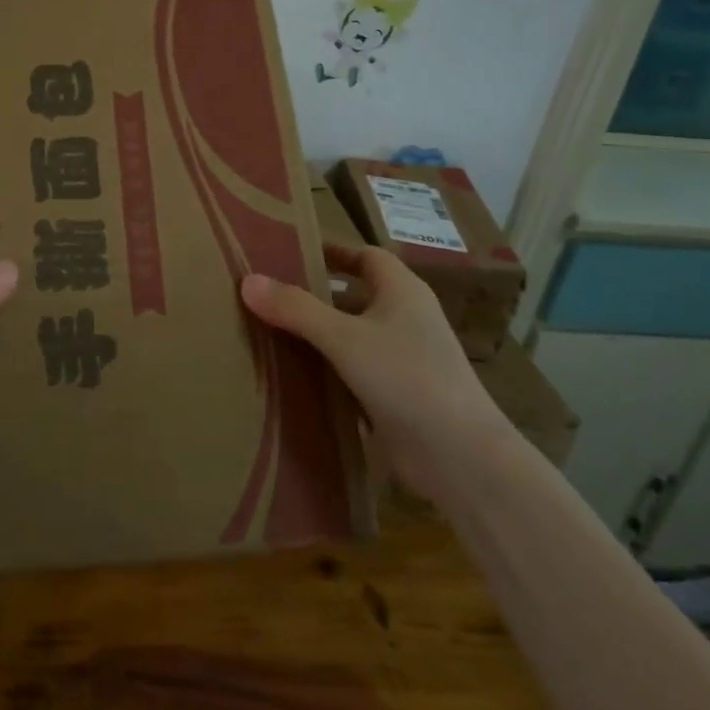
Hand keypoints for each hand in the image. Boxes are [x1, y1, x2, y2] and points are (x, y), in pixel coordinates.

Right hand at [241, 246, 512, 498]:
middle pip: (355, 295)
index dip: (333, 251)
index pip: (366, 256)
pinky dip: (329, 370)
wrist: (462, 458)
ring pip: (353, 335)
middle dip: (316, 294)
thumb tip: (248, 281)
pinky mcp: (398, 396)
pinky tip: (294, 376)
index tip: (291, 251)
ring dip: (319, 334)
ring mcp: (405, 359)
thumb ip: (296, 308)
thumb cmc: (408, 378)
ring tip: (269, 331)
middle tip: (268, 293)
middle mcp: (406, 318)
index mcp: (402, 291)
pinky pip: (355, 371)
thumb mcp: (344, 338)